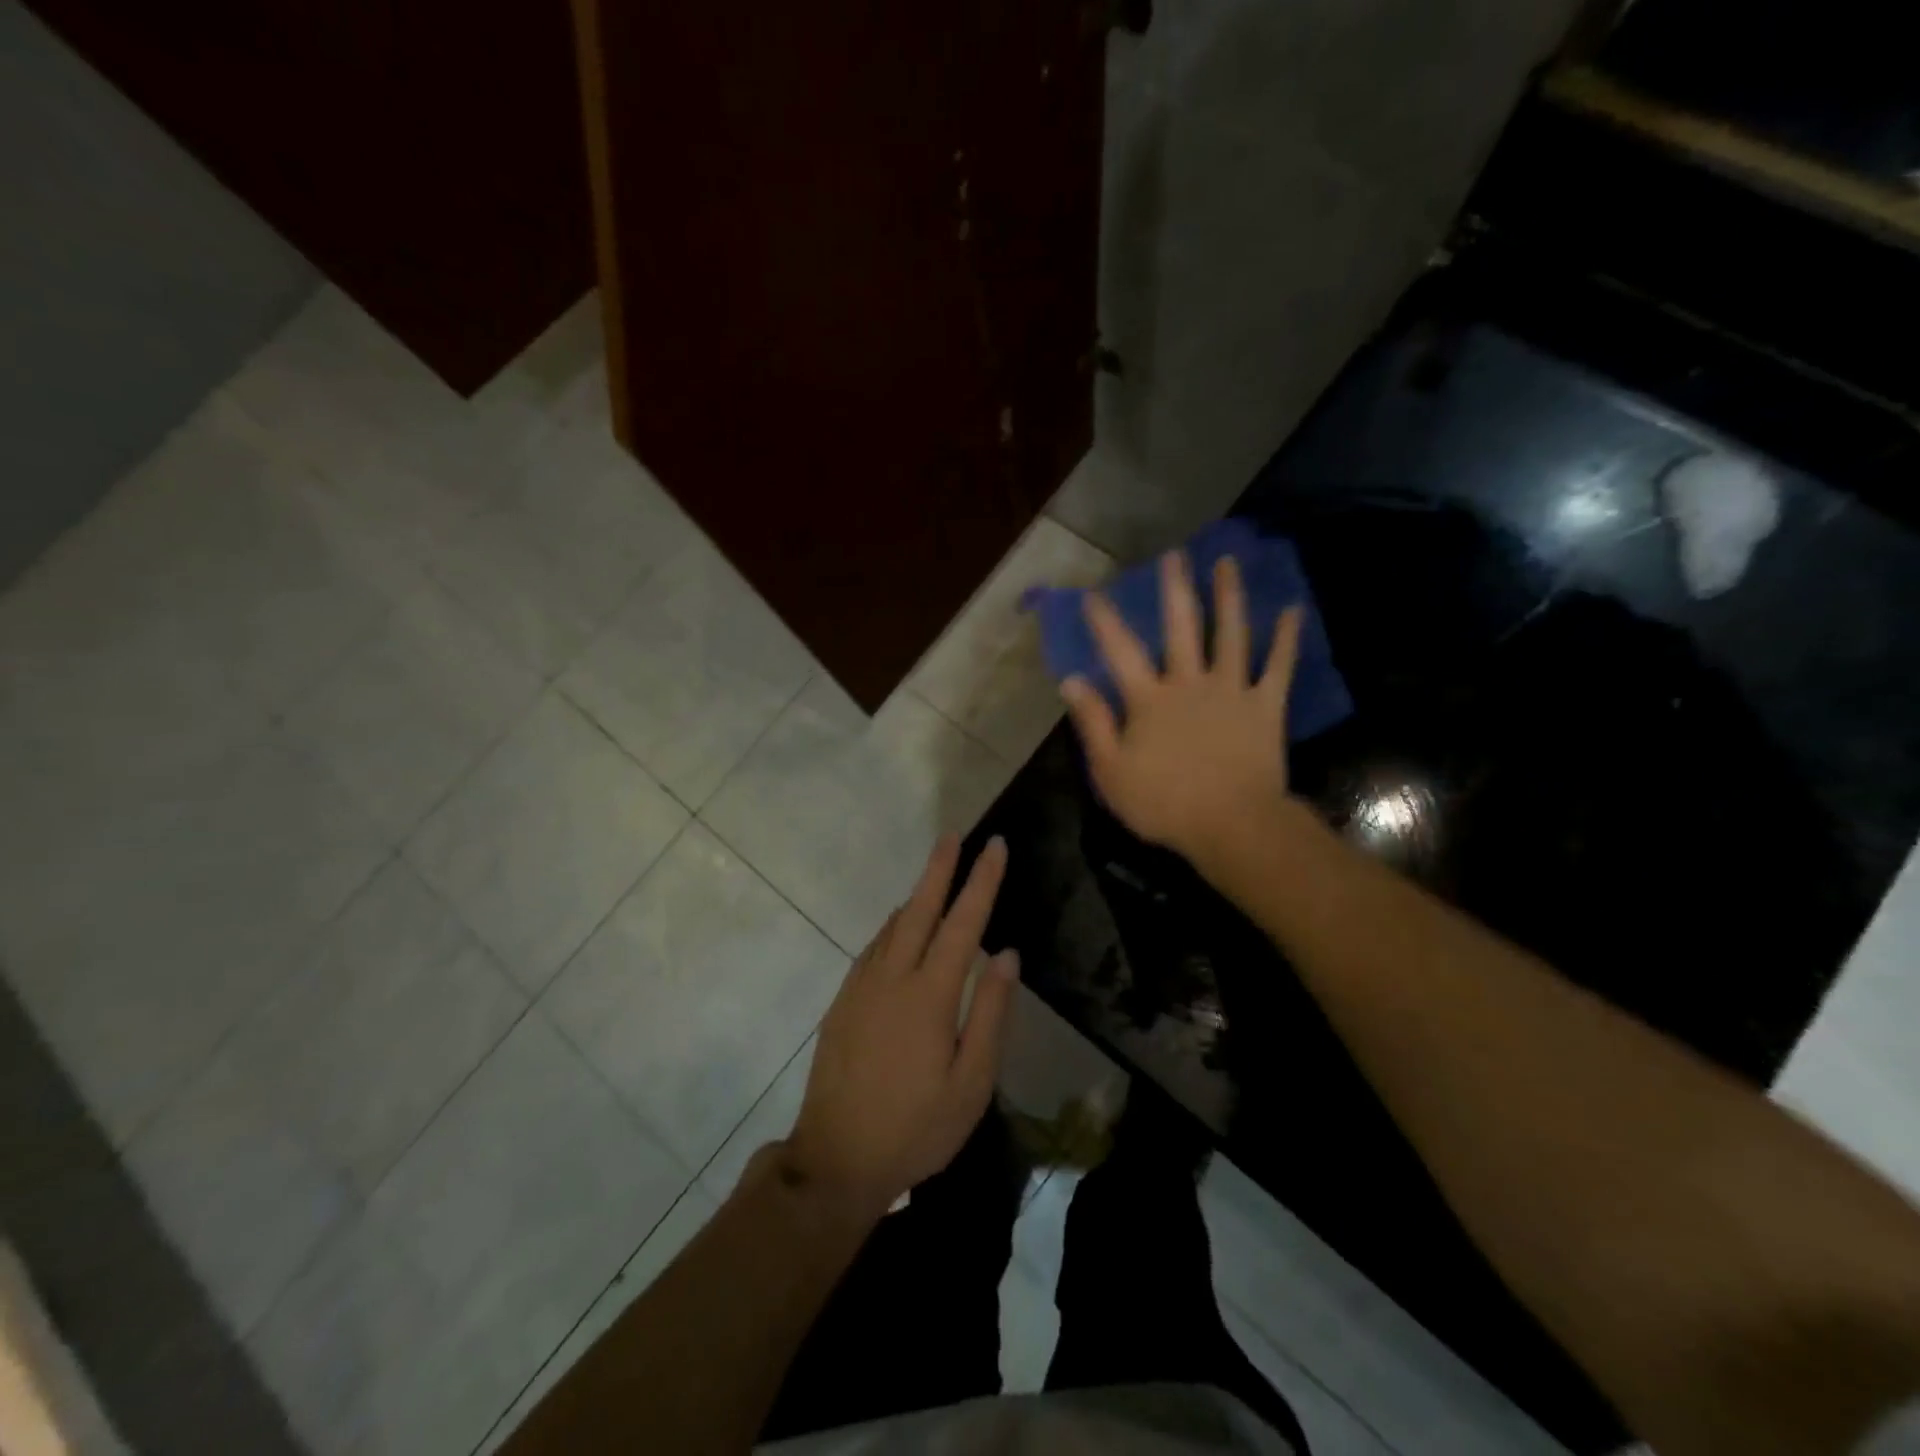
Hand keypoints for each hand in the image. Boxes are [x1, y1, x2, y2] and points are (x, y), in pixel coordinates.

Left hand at [784, 835, 1016, 1220]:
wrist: (836, 1159)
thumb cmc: (917, 1127)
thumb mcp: (970, 1083)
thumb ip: (989, 1013)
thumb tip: (1006, 953)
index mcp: (929, 995)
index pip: (963, 923)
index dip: (981, 882)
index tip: (995, 846)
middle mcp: (892, 978)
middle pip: (919, 909)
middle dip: (939, 869)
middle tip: (954, 835)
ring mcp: (861, 987)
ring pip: (893, 926)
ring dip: (916, 895)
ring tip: (934, 873)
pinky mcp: (843, 1002)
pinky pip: (873, 948)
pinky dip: (892, 926)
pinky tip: (899, 927)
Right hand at [1061, 551, 1302, 868]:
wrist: (1232, 825)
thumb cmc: (1164, 804)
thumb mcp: (1111, 771)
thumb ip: (1092, 723)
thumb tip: (1071, 681)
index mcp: (1149, 700)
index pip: (1120, 652)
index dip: (1105, 622)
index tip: (1094, 593)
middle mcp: (1189, 683)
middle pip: (1180, 628)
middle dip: (1175, 590)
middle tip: (1175, 555)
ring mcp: (1231, 690)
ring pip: (1231, 634)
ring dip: (1229, 596)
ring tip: (1227, 563)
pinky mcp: (1265, 705)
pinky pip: (1278, 666)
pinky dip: (1286, 638)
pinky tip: (1292, 609)